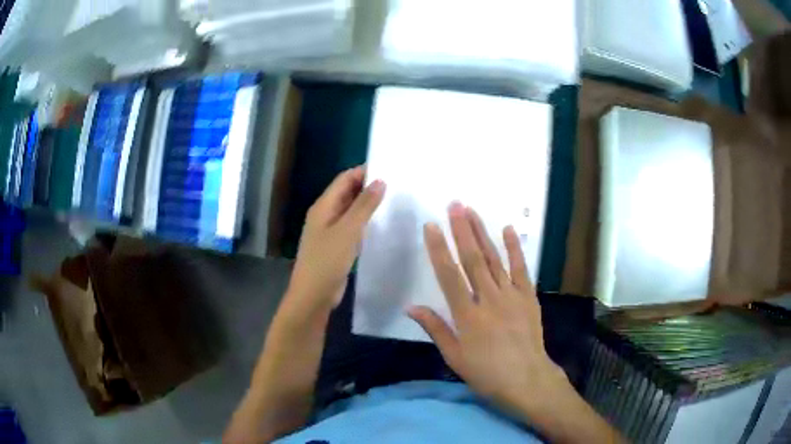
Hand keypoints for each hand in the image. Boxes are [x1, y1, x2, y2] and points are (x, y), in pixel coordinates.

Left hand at [288, 166, 385, 313]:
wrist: (313, 295)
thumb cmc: (327, 260)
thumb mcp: (348, 230)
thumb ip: (364, 205)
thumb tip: (380, 181)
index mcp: (324, 206)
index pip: (344, 179)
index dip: (364, 172)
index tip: (389, 170)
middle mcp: (325, 214)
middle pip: (347, 193)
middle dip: (368, 187)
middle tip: (396, 185)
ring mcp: (330, 231)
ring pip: (351, 211)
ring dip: (368, 205)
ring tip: (393, 201)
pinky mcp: (337, 246)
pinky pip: (352, 227)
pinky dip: (365, 222)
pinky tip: (381, 224)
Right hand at [409, 202, 571, 416]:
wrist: (526, 379)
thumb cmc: (486, 372)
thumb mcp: (454, 356)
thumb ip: (435, 328)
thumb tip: (410, 307)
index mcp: (467, 315)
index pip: (449, 275)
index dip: (439, 249)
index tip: (431, 226)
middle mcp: (489, 299)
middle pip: (473, 259)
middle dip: (462, 230)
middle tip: (454, 205)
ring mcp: (511, 295)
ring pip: (494, 259)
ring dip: (483, 233)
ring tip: (472, 211)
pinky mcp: (528, 297)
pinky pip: (521, 269)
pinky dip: (515, 249)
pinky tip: (509, 230)